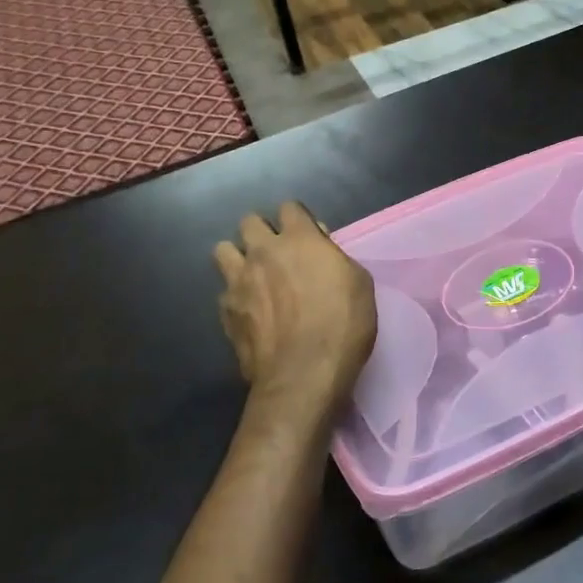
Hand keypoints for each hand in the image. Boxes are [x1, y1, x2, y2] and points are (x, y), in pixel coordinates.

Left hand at [213, 203, 375, 431]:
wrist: (304, 375)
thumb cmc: (343, 325)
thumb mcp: (359, 282)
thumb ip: (335, 258)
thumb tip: (320, 251)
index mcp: (300, 239)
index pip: (290, 207)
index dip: (298, 219)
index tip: (308, 236)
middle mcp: (263, 252)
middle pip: (249, 222)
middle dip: (261, 232)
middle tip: (277, 253)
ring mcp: (239, 281)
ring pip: (223, 250)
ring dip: (239, 258)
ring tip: (254, 276)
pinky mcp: (226, 312)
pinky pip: (224, 291)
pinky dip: (235, 296)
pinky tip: (250, 312)